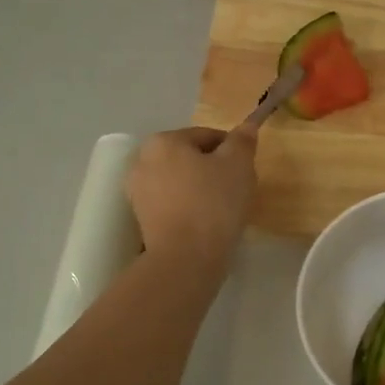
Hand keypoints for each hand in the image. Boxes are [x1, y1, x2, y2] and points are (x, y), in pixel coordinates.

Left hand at [127, 124, 257, 267]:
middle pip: (190, 158)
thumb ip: (242, 141)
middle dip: (214, 170)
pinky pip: (172, 204)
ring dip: (200, 189)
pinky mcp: (141, 219)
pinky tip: (205, 223)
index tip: (247, 171)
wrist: (185, 258)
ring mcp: (137, 192)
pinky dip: (188, 208)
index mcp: (164, 141)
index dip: (233, 150)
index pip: (207, 136)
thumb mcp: (239, 165)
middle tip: (237, 190)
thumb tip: (247, 126)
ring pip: (180, 182)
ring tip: (222, 210)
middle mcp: (142, 161)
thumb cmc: (214, 204)